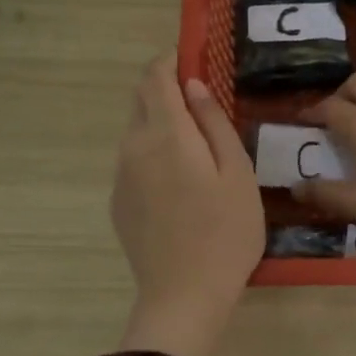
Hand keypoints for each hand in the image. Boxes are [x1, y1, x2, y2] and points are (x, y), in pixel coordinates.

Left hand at [111, 54, 263, 355]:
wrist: (184, 295)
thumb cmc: (226, 231)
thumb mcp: (236, 173)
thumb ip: (213, 123)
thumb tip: (194, 85)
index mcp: (167, 133)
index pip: (156, 76)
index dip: (171, 61)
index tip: (194, 60)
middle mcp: (134, 146)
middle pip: (142, 100)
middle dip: (166, 89)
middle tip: (203, 104)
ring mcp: (121, 175)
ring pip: (136, 131)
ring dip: (160, 123)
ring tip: (197, 148)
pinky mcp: (118, 201)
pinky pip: (133, 160)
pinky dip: (153, 152)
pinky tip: (179, 184)